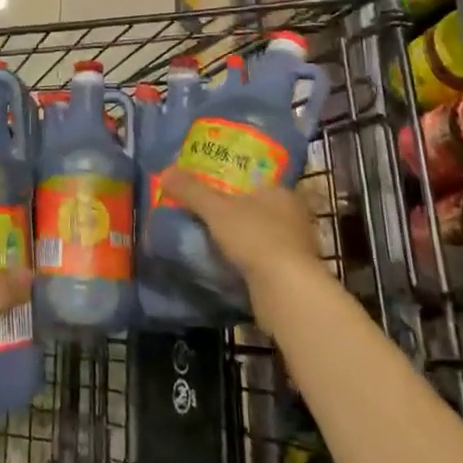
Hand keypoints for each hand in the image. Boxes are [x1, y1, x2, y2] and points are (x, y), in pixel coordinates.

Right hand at [158, 168, 321, 312]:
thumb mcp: (215, 209)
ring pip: (264, 237)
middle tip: (209, 216)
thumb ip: (191, 191)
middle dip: (237, 215)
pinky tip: (231, 266)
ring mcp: (298, 248)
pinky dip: (250, 262)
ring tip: (214, 242)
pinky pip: (266, 261)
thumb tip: (165, 171)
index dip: (234, 187)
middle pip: (260, 210)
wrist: (285, 291)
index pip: (256, 183)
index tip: (213, 193)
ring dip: (244, 241)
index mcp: (282, 193)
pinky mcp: (294, 276)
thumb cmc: (254, 237)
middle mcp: (295, 217)